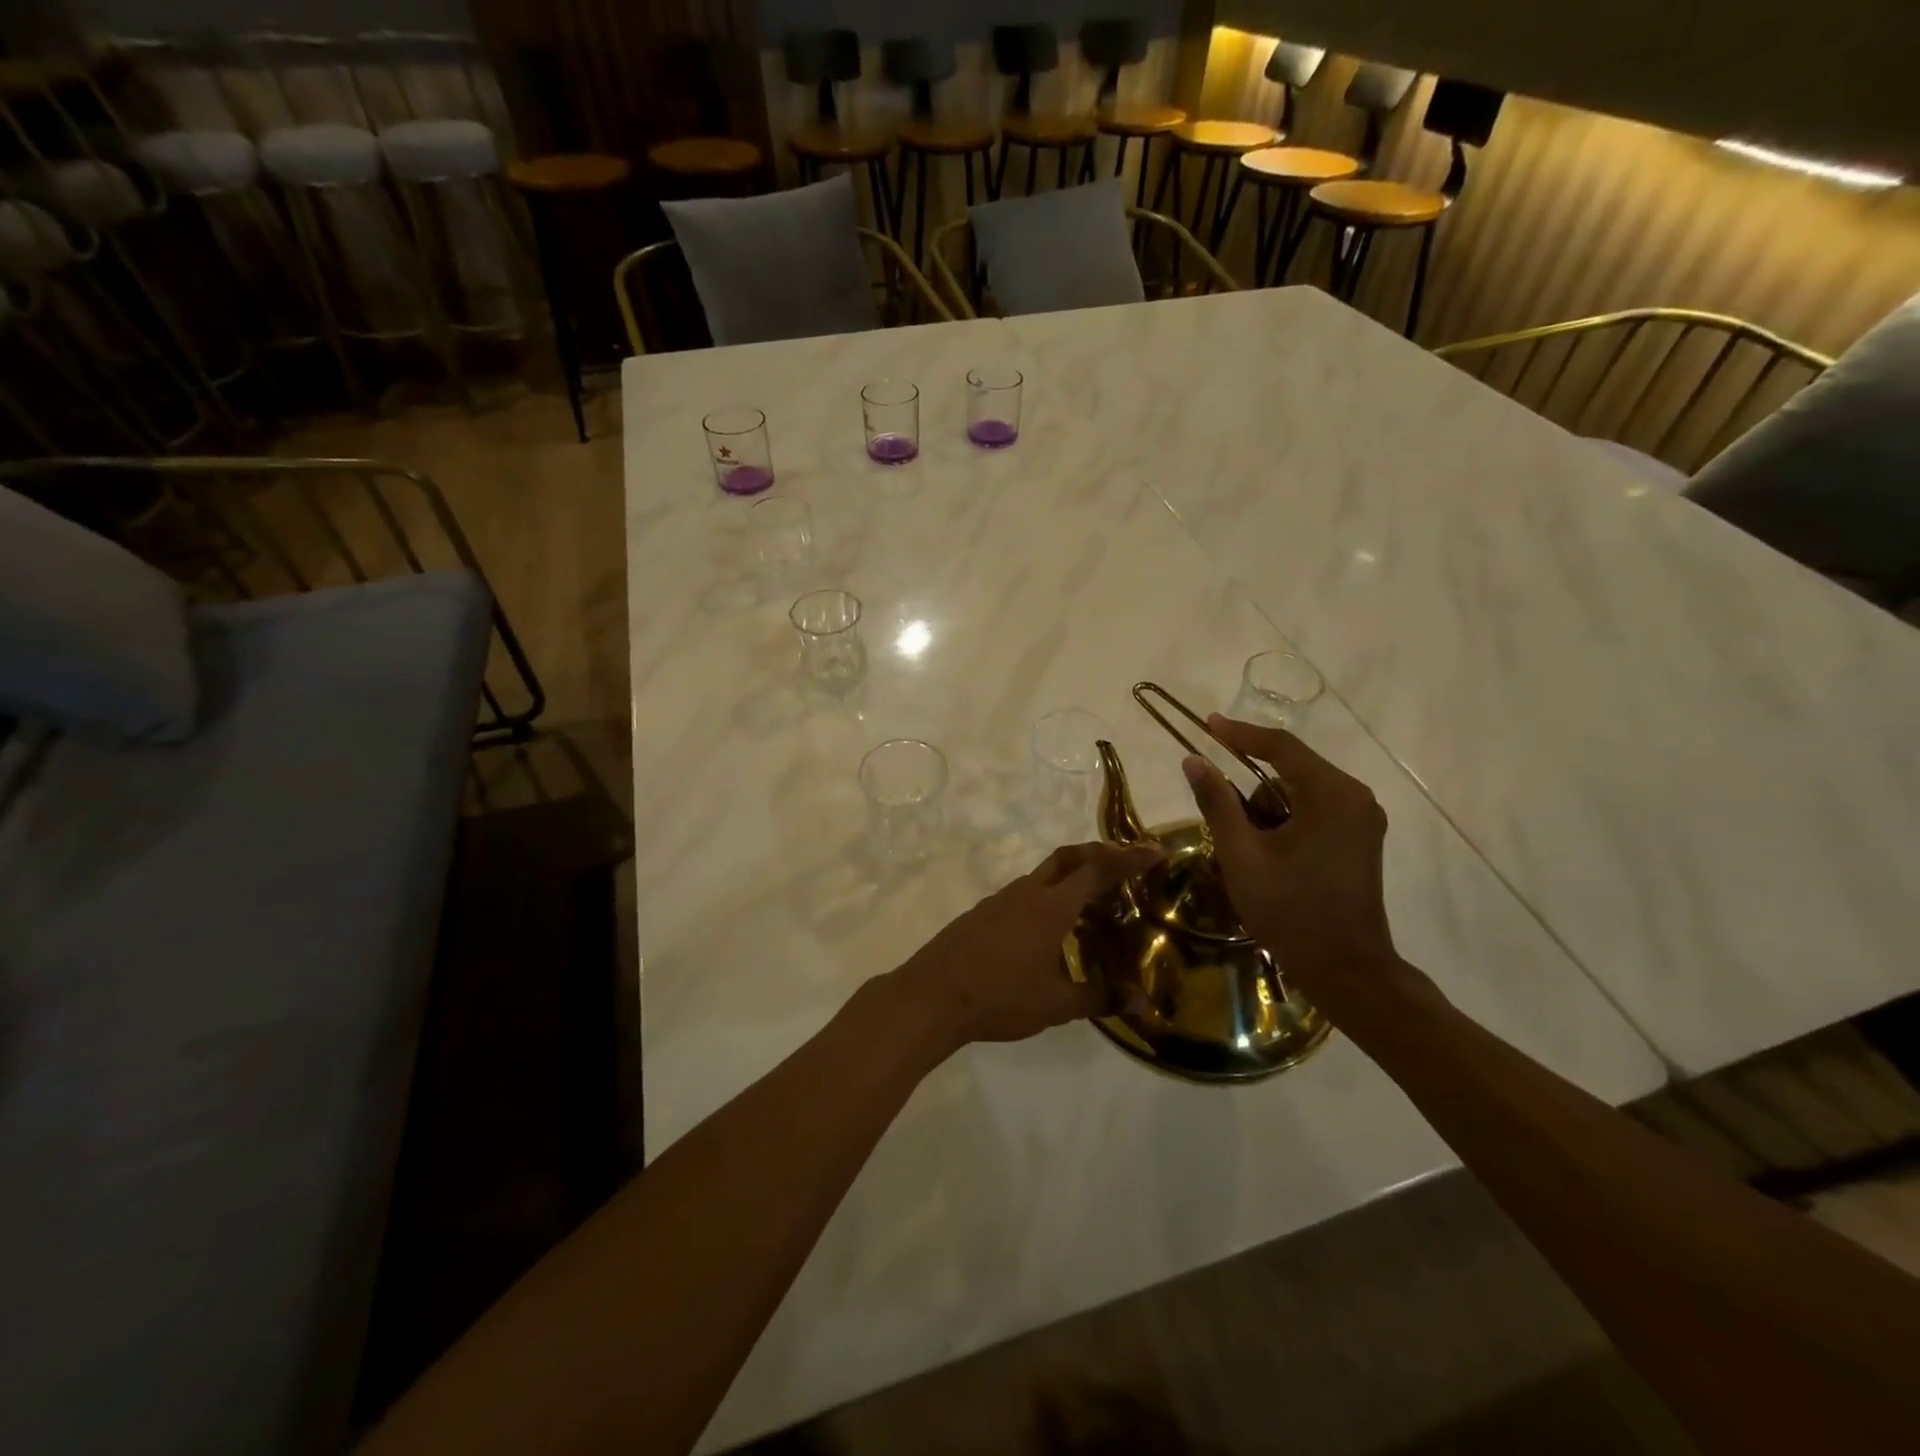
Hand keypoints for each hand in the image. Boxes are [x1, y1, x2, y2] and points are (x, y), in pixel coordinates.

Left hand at [891, 841, 1165, 1049]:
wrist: (931, 996)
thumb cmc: (999, 997)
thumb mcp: (1055, 1004)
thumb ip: (1099, 998)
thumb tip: (1141, 1004)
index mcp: (1050, 907)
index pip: (1097, 870)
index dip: (1129, 858)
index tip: (1155, 850)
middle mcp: (1026, 893)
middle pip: (1067, 858)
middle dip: (1098, 854)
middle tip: (1123, 866)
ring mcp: (1000, 900)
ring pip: (1042, 875)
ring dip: (1069, 878)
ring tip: (1090, 904)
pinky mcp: (982, 913)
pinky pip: (1023, 893)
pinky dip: (1046, 897)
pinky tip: (1048, 929)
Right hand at [1182, 715, 1421, 1018]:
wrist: (1347, 970)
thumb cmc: (1291, 911)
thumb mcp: (1242, 855)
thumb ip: (1217, 802)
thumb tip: (1193, 760)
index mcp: (1332, 795)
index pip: (1281, 747)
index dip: (1240, 733)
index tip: (1207, 724)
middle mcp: (1355, 797)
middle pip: (1291, 769)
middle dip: (1253, 791)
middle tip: (1230, 827)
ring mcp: (1362, 819)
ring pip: (1299, 792)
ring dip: (1268, 810)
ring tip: (1253, 854)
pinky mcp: (1360, 839)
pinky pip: (1314, 811)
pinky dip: (1286, 822)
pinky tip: (1273, 856)